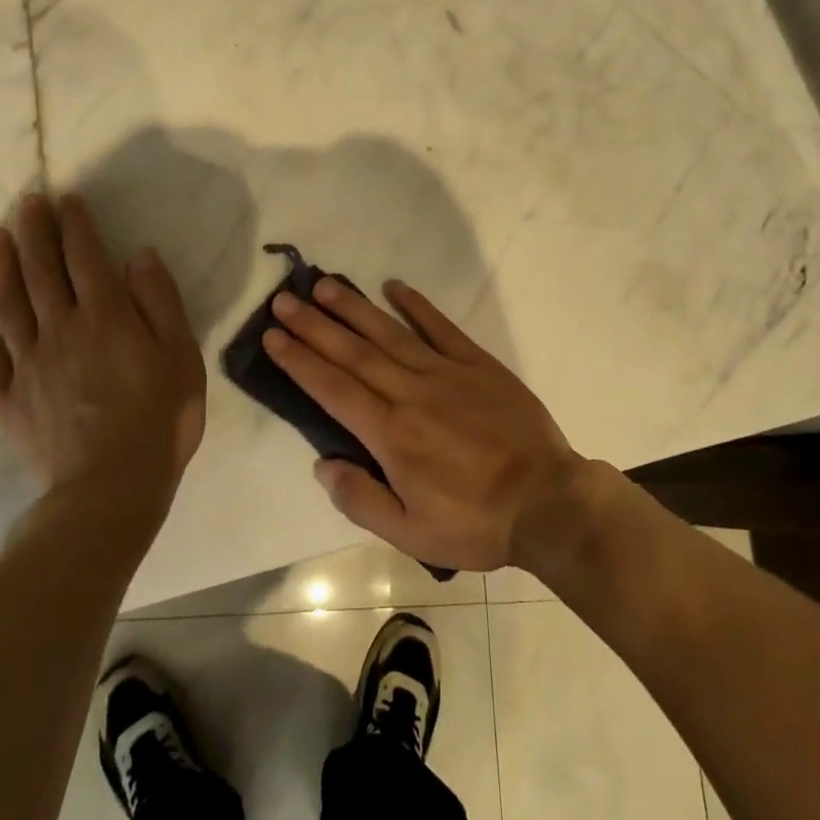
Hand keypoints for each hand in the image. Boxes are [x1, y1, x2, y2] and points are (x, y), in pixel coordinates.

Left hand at [0, 193, 204, 511]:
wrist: (112, 487)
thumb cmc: (160, 417)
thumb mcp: (180, 354)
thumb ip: (160, 301)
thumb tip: (140, 255)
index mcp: (107, 316)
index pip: (87, 258)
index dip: (76, 226)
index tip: (67, 199)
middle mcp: (62, 328)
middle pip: (43, 271)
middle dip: (35, 233)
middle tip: (27, 202)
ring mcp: (30, 362)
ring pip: (9, 304)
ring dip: (0, 267)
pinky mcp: (9, 397)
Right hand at [263, 278, 582, 571]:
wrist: (547, 501)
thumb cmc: (475, 523)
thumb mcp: (411, 533)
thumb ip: (361, 499)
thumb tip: (322, 463)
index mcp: (391, 434)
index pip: (332, 388)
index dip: (299, 360)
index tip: (273, 335)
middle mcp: (410, 392)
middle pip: (352, 352)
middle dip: (313, 325)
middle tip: (282, 300)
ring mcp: (445, 371)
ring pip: (388, 332)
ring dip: (353, 307)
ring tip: (323, 285)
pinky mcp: (476, 362)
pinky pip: (440, 326)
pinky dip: (416, 305)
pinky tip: (394, 286)